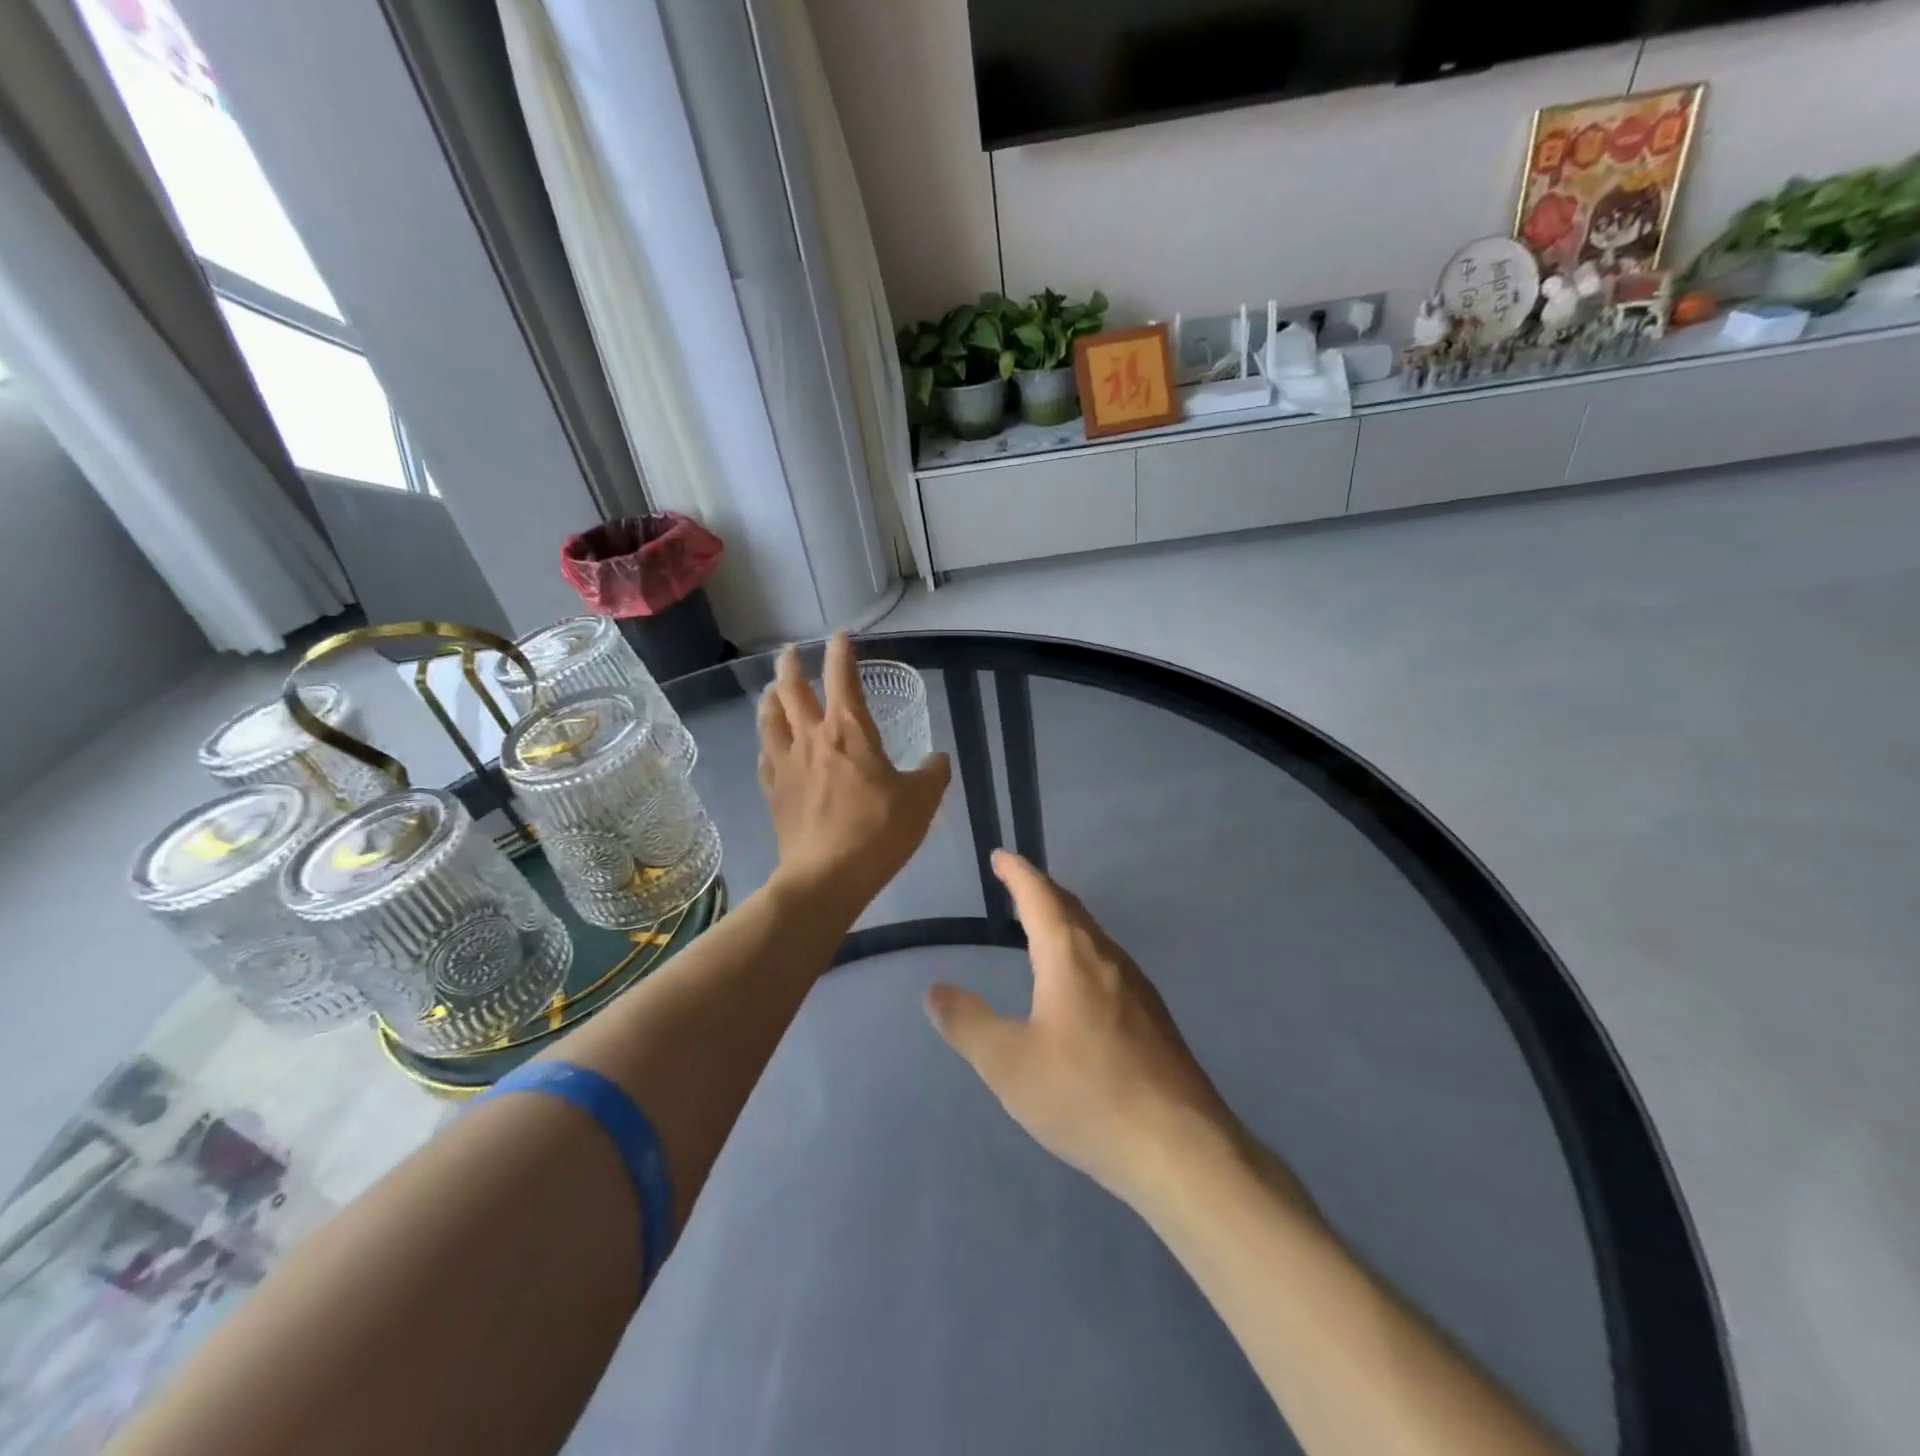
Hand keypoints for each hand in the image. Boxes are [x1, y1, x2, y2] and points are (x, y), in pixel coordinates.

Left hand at [759, 635, 950, 915]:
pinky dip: (767, 741)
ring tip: (773, 690)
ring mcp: (787, 764)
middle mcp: (812, 738)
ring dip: (771, 698)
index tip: (840, 636)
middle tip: (791, 653)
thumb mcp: (921, 801)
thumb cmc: (878, 832)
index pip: (843, 677)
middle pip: (793, 690)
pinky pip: (766, 756)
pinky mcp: (774, 791)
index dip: (841, 652)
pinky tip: (770, 745)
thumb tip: (938, 759)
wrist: (826, 877)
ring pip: (770, 718)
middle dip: (792, 666)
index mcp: (849, 731)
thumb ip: (932, 774)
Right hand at [924, 851, 1239, 1208]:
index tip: (1000, 855)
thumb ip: (967, 1024)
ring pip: (1093, 938)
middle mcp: (1107, 958)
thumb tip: (935, 990)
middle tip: (1015, 885)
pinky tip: (1078, 986)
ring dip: (1064, 922)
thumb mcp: (1009, 1064)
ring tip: (1040, 929)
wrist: (1180, 1147)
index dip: (1017, 873)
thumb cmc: (1085, 1095)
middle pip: (1071, 909)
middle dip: (1041, 892)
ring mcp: (1138, 987)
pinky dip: (1081, 953)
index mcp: (1070, 956)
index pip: (1039, 895)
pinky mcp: (1154, 1018)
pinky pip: (1108, 965)